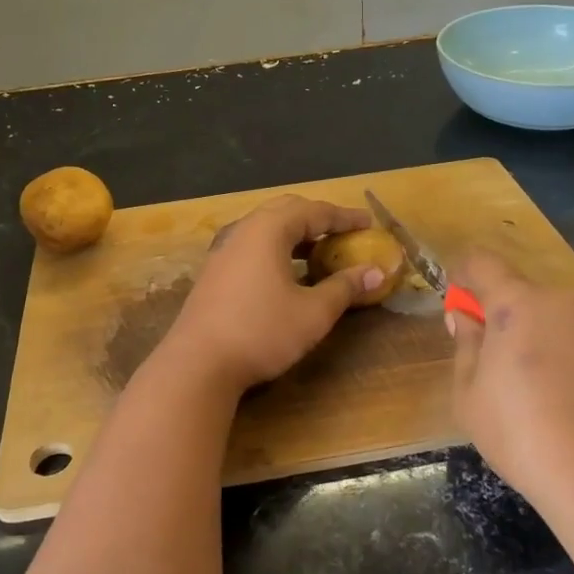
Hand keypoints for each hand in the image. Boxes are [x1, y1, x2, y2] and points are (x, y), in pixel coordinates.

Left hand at [161, 195, 387, 391]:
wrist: (198, 363)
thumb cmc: (261, 332)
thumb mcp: (313, 313)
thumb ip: (345, 288)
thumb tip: (376, 271)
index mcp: (268, 230)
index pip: (313, 211)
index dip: (344, 217)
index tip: (368, 223)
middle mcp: (243, 230)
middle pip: (286, 210)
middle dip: (317, 218)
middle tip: (343, 232)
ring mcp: (223, 250)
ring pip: (265, 228)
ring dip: (295, 234)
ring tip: (320, 252)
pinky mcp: (214, 271)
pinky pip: (252, 246)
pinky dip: (276, 249)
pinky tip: (287, 274)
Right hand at [448, 251, 573, 508]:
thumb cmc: (522, 432)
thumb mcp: (470, 394)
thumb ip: (465, 346)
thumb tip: (465, 318)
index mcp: (518, 302)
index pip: (482, 263)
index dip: (462, 274)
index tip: (454, 300)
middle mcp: (561, 301)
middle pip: (518, 291)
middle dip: (498, 313)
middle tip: (485, 355)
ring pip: (548, 316)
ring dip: (529, 334)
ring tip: (522, 385)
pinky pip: (573, 338)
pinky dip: (556, 353)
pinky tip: (554, 397)